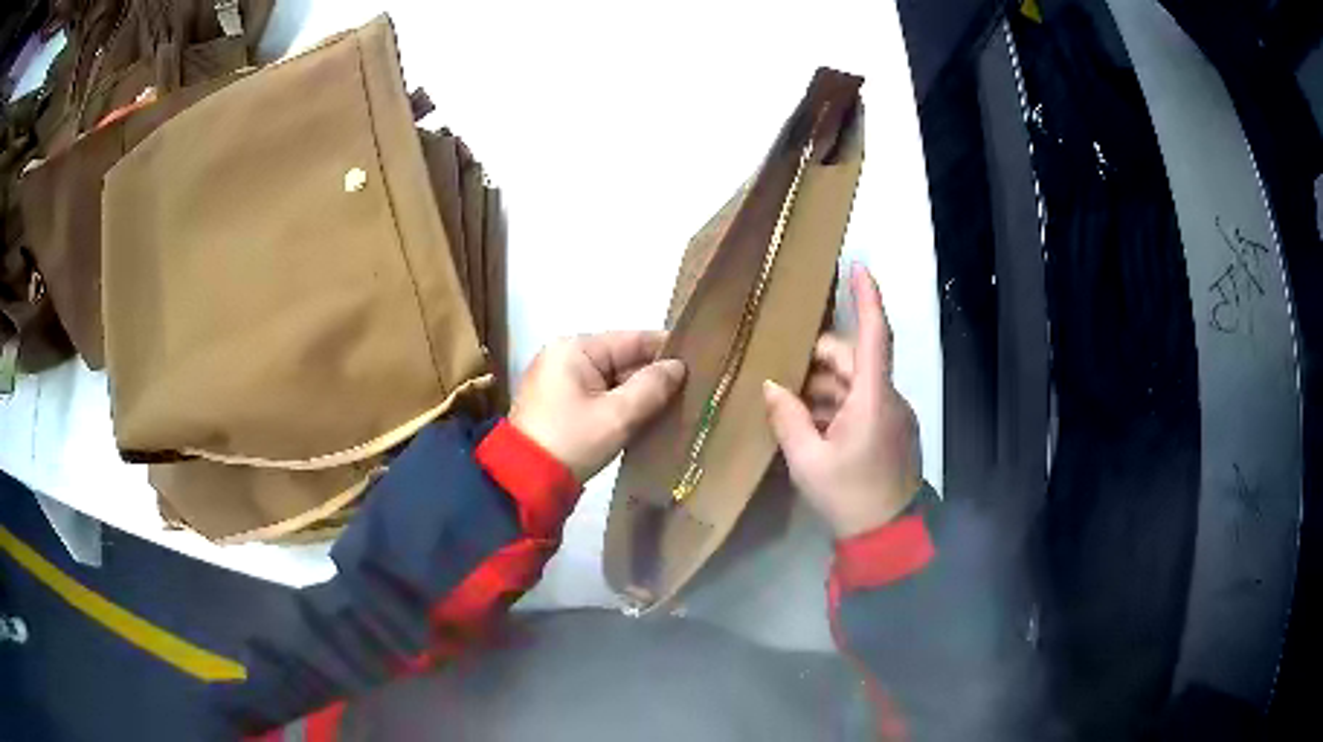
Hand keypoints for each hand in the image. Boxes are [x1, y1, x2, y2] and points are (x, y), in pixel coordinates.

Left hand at [510, 331, 685, 481]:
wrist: (525, 480)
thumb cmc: (573, 440)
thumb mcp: (618, 415)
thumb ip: (652, 387)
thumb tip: (678, 367)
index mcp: (574, 348)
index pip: (631, 339)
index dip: (666, 348)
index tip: (699, 357)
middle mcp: (564, 356)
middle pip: (621, 358)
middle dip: (653, 374)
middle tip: (693, 386)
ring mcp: (559, 379)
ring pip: (611, 378)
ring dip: (638, 391)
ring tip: (677, 401)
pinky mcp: (559, 402)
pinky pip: (598, 393)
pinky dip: (620, 403)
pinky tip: (646, 415)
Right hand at [763, 264, 921, 538]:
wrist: (886, 536)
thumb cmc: (848, 497)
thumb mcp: (808, 461)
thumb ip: (788, 419)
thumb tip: (771, 386)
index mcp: (874, 399)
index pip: (875, 336)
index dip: (868, 298)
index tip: (857, 266)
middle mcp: (888, 398)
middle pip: (854, 360)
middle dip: (818, 361)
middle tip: (781, 375)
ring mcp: (891, 415)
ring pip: (855, 383)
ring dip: (823, 387)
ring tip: (789, 405)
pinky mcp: (890, 431)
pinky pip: (861, 404)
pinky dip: (835, 405)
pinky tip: (810, 424)